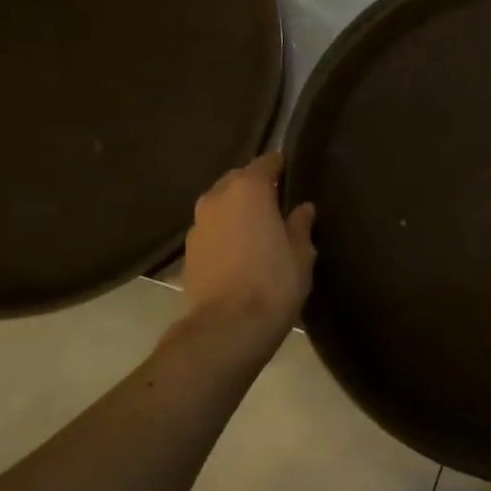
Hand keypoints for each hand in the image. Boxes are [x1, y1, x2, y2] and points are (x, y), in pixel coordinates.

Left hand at [179, 152, 315, 340]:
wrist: (227, 328)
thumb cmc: (273, 283)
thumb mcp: (301, 254)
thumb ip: (300, 225)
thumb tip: (303, 209)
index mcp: (248, 189)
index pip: (266, 162)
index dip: (280, 166)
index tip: (293, 174)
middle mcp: (217, 198)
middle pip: (238, 180)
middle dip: (256, 187)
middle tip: (278, 204)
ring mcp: (197, 225)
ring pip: (221, 205)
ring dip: (237, 211)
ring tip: (259, 229)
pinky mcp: (187, 252)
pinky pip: (212, 230)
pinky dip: (225, 233)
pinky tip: (241, 252)